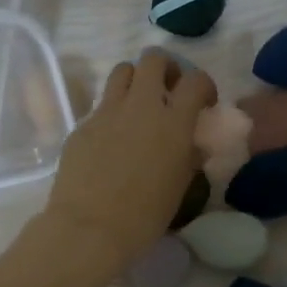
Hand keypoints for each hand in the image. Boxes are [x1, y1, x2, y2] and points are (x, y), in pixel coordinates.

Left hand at [41, 50, 215, 276]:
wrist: (89, 228)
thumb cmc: (144, 215)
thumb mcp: (179, 188)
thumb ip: (190, 158)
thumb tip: (194, 146)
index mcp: (173, 122)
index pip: (196, 80)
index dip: (204, 85)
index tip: (204, 103)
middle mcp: (141, 106)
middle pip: (153, 59)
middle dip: (165, 68)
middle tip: (168, 91)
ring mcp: (107, 112)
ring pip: (122, 71)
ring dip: (135, 80)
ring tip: (138, 106)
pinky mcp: (82, 125)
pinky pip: (100, 105)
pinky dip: (112, 113)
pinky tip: (111, 141)